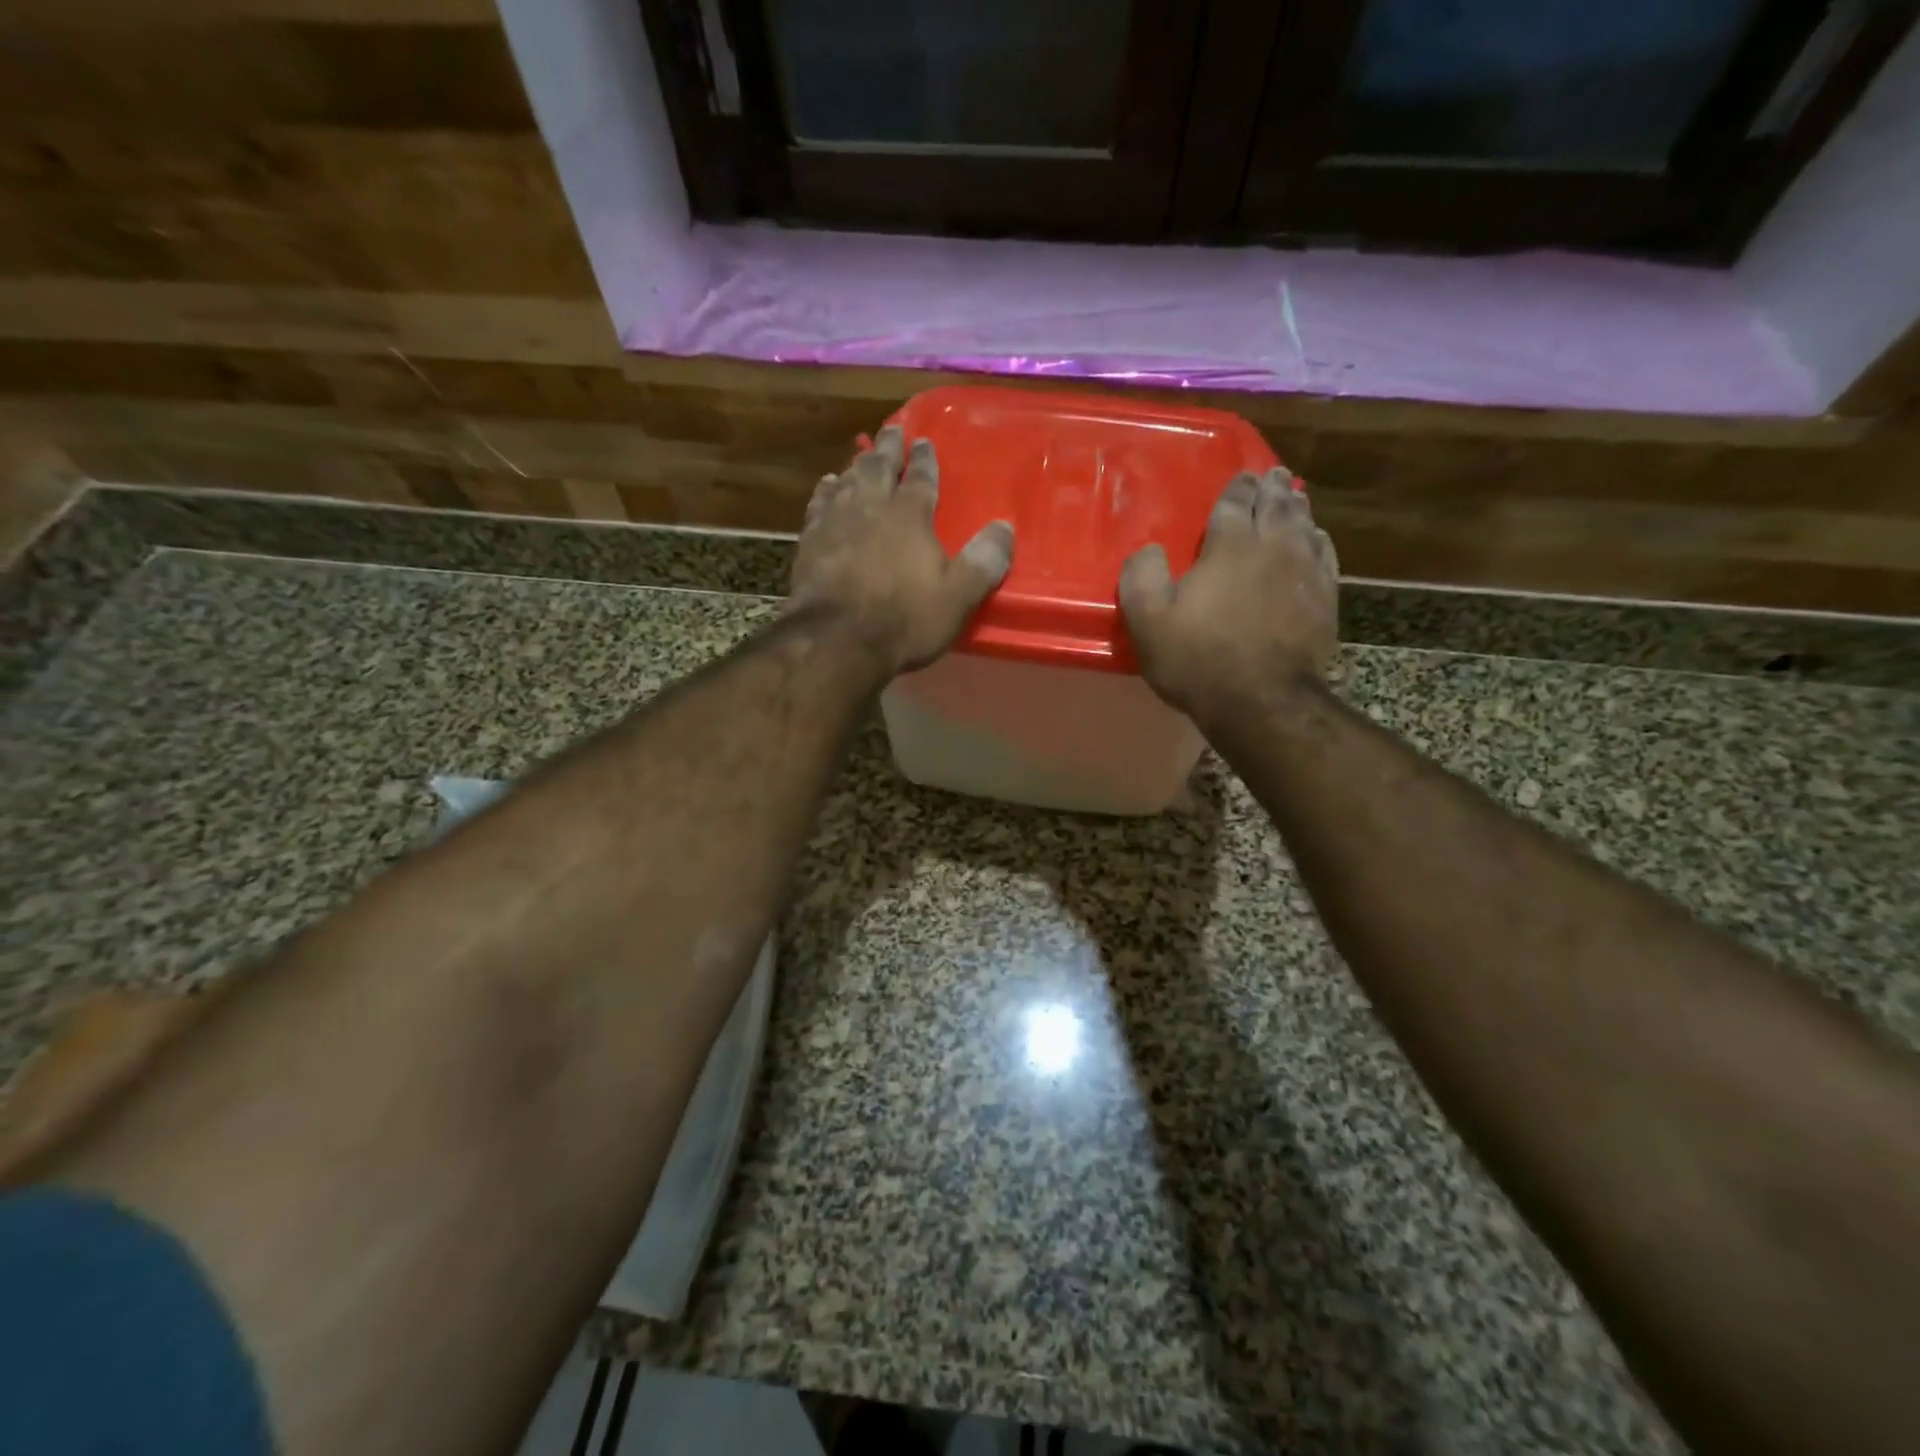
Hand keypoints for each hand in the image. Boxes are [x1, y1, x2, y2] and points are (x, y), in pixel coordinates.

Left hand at [789, 426, 1014, 676]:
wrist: (837, 640)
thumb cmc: (904, 619)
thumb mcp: (958, 596)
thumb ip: (984, 561)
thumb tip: (1005, 527)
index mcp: (910, 516)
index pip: (921, 477)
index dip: (924, 458)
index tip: (924, 440)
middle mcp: (871, 507)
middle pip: (879, 467)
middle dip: (888, 447)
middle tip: (892, 430)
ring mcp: (836, 521)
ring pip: (847, 480)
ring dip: (857, 465)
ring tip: (861, 455)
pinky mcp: (810, 541)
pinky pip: (819, 504)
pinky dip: (826, 491)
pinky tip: (827, 487)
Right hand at [1119, 468, 1337, 720]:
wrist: (1261, 701)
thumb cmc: (1198, 660)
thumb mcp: (1147, 621)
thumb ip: (1141, 577)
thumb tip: (1149, 549)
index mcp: (1229, 546)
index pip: (1235, 503)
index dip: (1237, 488)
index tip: (1242, 476)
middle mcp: (1272, 547)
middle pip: (1276, 506)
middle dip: (1272, 488)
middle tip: (1273, 475)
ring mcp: (1305, 571)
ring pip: (1304, 525)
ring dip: (1297, 507)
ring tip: (1294, 496)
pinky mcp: (1324, 598)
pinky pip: (1325, 554)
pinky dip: (1319, 539)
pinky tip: (1317, 538)